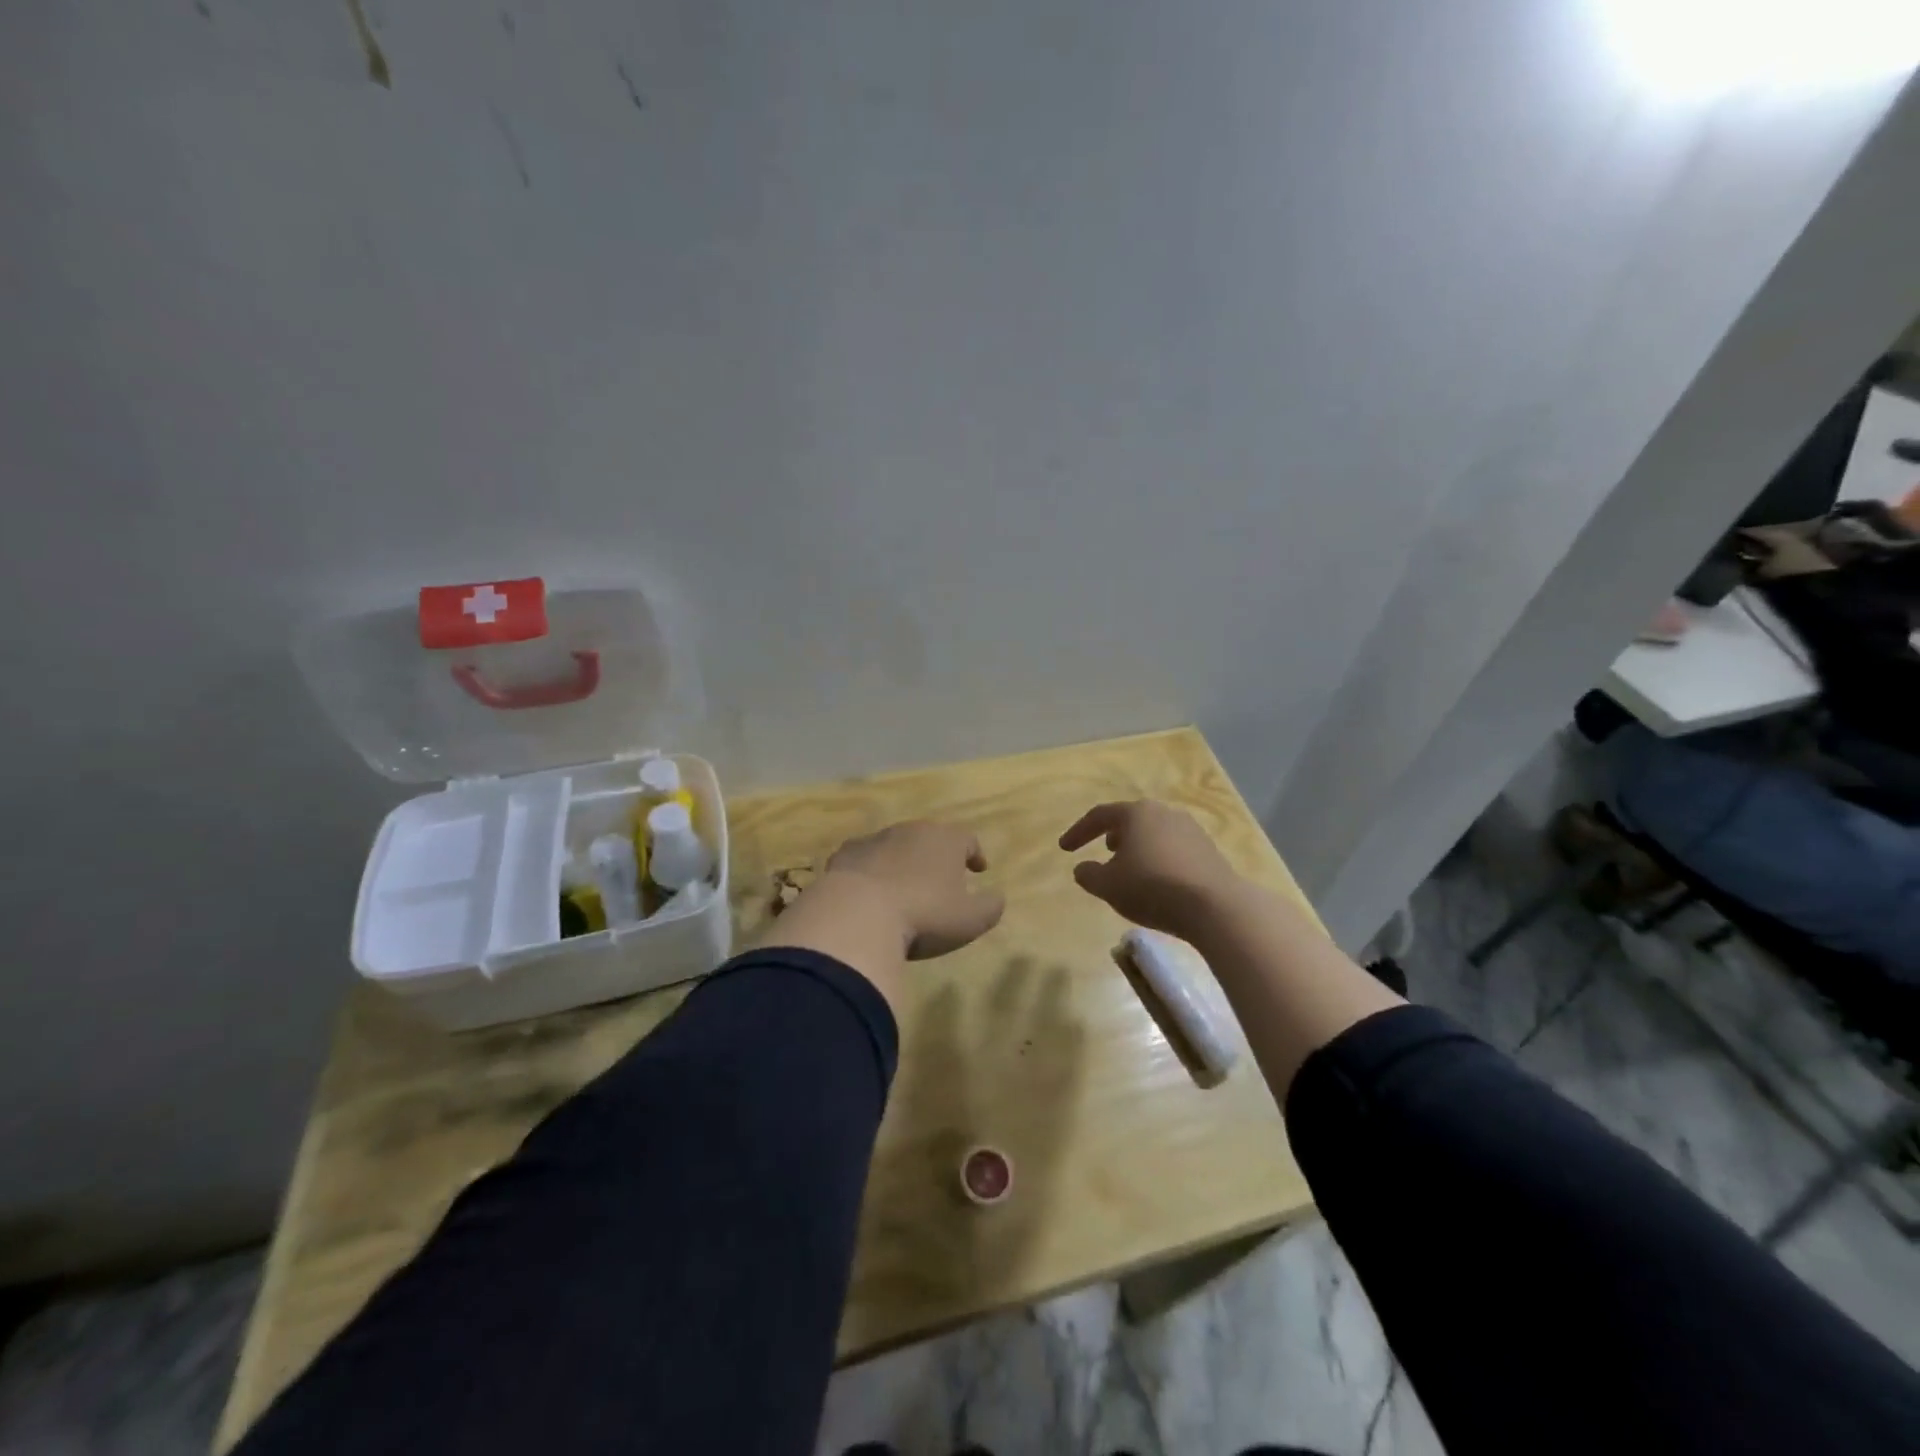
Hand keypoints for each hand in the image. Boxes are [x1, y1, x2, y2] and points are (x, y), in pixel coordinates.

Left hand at [823, 821, 1005, 959]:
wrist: (857, 915)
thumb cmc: (924, 915)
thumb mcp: (970, 920)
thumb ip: (990, 906)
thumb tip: (997, 897)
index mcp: (945, 840)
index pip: (967, 838)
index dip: (974, 853)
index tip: (978, 869)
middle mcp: (910, 830)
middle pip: (929, 837)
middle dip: (937, 855)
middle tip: (941, 878)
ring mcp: (874, 839)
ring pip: (895, 846)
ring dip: (902, 862)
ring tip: (904, 887)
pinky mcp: (844, 855)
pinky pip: (864, 860)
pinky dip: (871, 871)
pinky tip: (869, 892)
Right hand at [1059, 800, 1241, 939]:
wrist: (1214, 906)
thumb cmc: (1152, 888)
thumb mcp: (1108, 886)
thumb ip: (1088, 875)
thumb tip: (1082, 868)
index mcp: (1136, 814)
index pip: (1099, 816)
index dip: (1078, 832)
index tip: (1064, 849)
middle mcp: (1164, 813)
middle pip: (1131, 820)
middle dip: (1113, 834)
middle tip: (1103, 850)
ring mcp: (1190, 829)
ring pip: (1154, 833)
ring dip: (1138, 847)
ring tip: (1130, 867)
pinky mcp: (1208, 850)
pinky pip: (1173, 849)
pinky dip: (1158, 859)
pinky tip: (1157, 880)